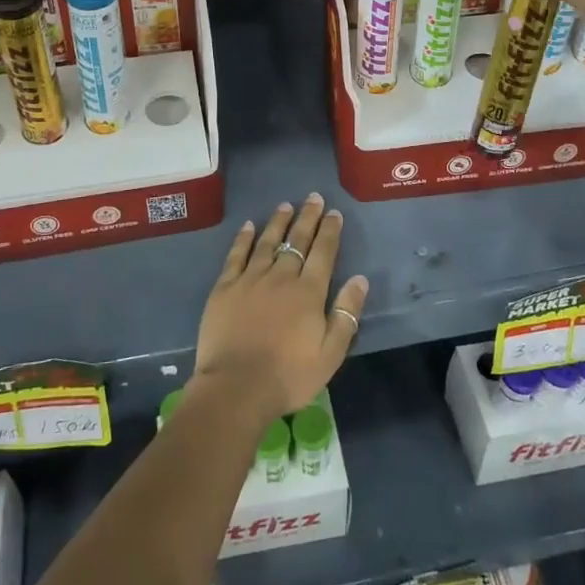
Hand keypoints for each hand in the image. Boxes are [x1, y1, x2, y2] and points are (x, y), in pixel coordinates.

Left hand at [193, 194, 369, 424]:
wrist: (236, 387)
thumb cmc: (289, 376)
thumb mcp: (330, 353)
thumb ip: (346, 314)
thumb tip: (360, 279)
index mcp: (309, 292)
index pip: (323, 253)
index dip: (330, 231)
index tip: (334, 213)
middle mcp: (281, 277)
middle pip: (297, 241)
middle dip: (308, 217)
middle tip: (313, 197)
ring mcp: (251, 279)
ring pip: (268, 242)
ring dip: (278, 222)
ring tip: (286, 205)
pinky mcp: (225, 287)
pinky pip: (236, 255)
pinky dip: (244, 238)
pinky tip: (249, 226)